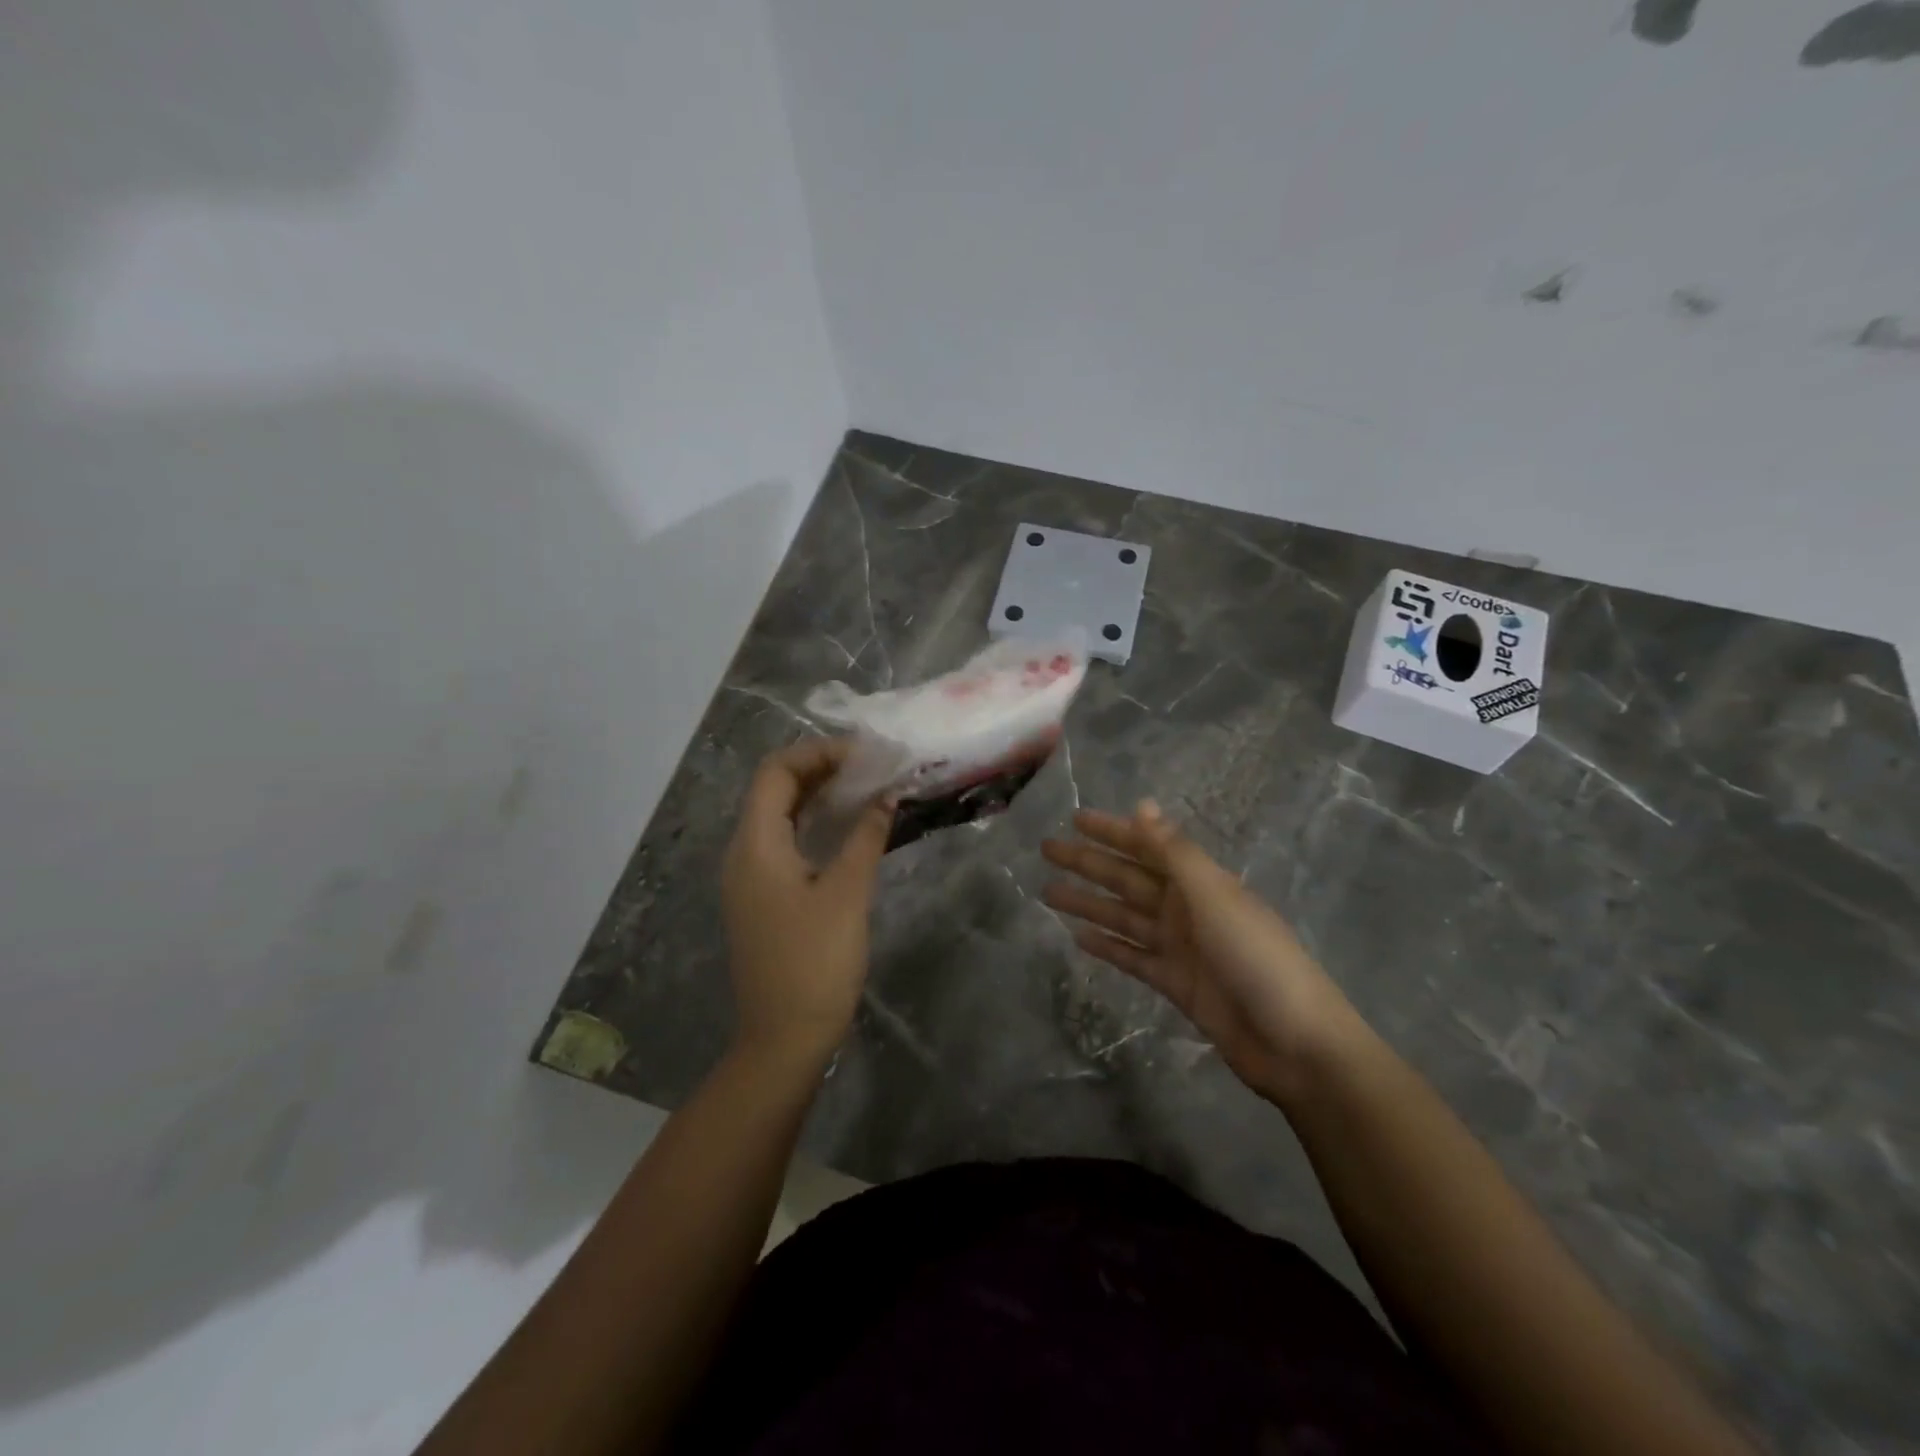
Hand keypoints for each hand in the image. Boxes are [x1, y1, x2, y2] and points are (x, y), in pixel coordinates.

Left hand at [722, 739, 894, 1064]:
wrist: (784, 1040)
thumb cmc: (815, 963)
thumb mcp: (848, 894)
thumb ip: (866, 837)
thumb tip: (887, 795)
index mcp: (755, 844)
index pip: (776, 771)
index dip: (819, 753)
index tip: (866, 756)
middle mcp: (743, 853)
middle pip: (775, 790)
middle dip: (822, 770)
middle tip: (872, 769)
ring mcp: (749, 878)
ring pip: (780, 817)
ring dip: (819, 798)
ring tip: (866, 790)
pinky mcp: (762, 899)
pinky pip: (784, 844)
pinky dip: (814, 826)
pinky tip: (848, 831)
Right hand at [1042, 801, 1360, 1104]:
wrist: (1294, 1042)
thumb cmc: (1257, 957)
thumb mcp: (1214, 896)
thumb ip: (1174, 853)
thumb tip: (1142, 804)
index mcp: (1200, 882)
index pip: (1147, 846)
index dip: (1112, 831)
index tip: (1075, 818)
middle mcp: (1187, 908)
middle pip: (1128, 879)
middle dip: (1088, 863)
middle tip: (1047, 850)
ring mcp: (1180, 947)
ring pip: (1123, 917)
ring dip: (1088, 903)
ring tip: (1047, 893)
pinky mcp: (1175, 983)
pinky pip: (1132, 957)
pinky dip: (1107, 946)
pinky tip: (1078, 936)